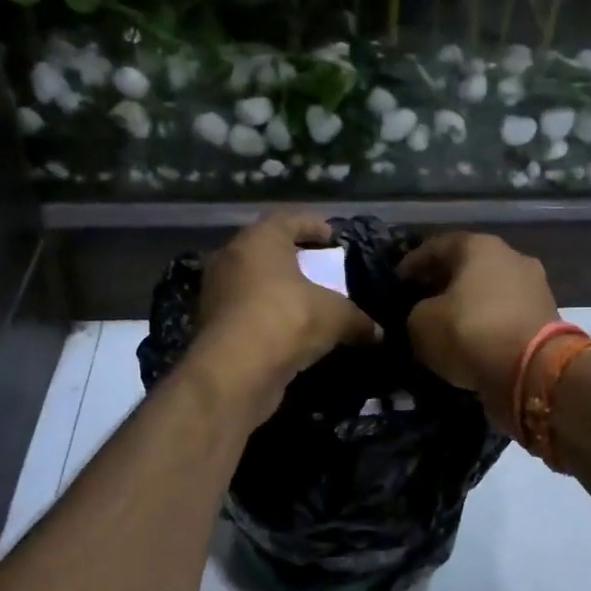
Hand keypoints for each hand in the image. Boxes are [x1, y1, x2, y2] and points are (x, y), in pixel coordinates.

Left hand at [189, 212, 380, 424]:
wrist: (235, 371)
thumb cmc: (287, 320)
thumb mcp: (336, 316)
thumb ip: (358, 320)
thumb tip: (378, 335)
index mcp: (260, 240)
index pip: (288, 219)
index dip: (313, 225)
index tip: (331, 236)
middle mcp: (231, 258)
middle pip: (266, 251)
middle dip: (293, 260)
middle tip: (318, 270)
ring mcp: (217, 293)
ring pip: (253, 283)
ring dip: (277, 291)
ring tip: (305, 303)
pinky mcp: (212, 326)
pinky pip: (246, 313)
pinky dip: (266, 318)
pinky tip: (288, 332)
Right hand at [398, 232, 558, 430]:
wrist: (533, 371)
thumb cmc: (471, 332)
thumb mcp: (421, 324)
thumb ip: (415, 314)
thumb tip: (423, 318)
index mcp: (480, 246)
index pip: (437, 246)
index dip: (412, 264)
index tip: (396, 282)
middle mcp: (512, 258)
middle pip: (468, 268)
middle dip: (442, 285)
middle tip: (419, 303)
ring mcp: (534, 288)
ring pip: (489, 293)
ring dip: (467, 307)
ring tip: (445, 327)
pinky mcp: (545, 319)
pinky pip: (505, 318)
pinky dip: (487, 327)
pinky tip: (471, 343)